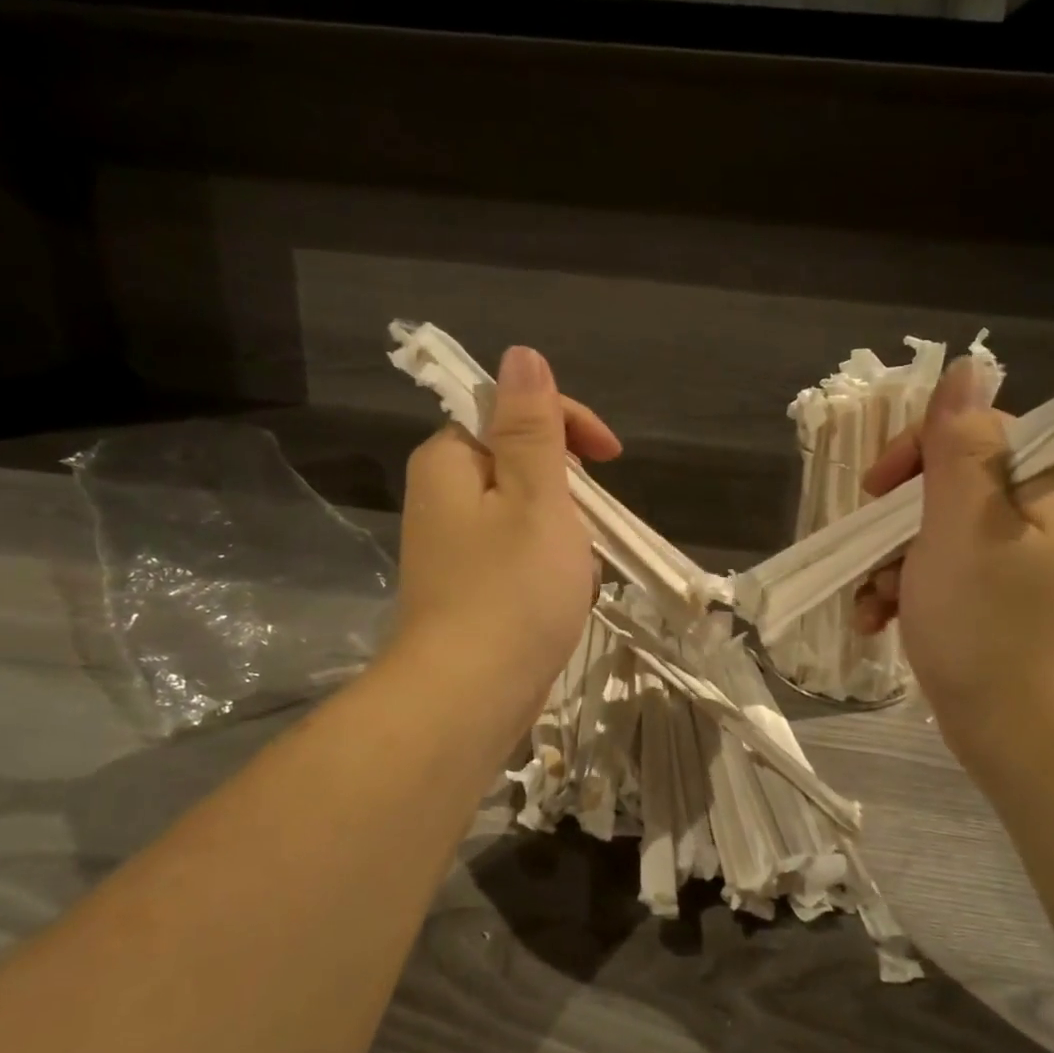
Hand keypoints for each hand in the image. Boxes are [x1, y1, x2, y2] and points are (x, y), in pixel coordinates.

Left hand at [394, 345, 620, 727]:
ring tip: (578, 572)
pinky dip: (550, 567)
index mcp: (450, 461)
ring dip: (565, 533)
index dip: (567, 424)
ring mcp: (454, 547)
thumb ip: (531, 425)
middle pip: (521, 464)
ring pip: (527, 514)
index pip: (511, 411)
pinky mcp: (468, 588)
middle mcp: (442, 496)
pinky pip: (519, 556)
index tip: (611, 458)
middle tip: (589, 527)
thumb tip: (522, 354)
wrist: (469, 698)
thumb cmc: (512, 589)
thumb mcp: (536, 494)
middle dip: (568, 490)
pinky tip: (564, 599)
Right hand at [854, 357, 1053, 748]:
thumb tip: (965, 366)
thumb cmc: (993, 626)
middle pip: (942, 485)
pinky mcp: (992, 603)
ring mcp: (1014, 562)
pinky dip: (901, 593)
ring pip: (928, 534)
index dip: (914, 455)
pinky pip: (935, 575)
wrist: (1028, 740)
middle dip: (892, 524)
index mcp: (1046, 483)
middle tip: (873, 557)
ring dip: (887, 565)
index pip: (969, 431)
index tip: (874, 493)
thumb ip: (959, 445)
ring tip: (871, 605)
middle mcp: (1037, 515)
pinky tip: (877, 624)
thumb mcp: (965, 525)